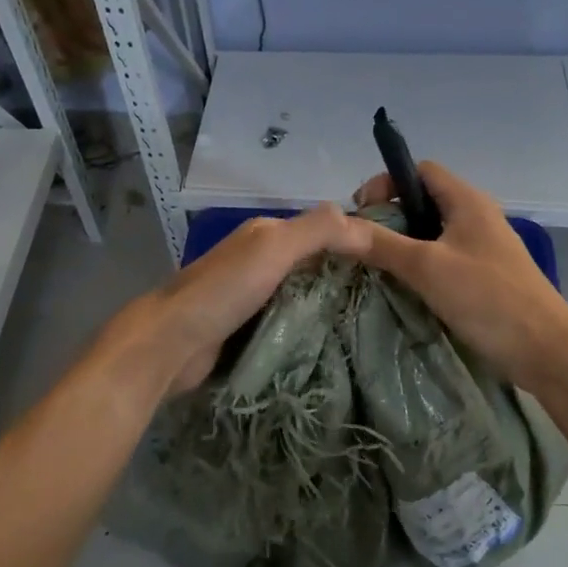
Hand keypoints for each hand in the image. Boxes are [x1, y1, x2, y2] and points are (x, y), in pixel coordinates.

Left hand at [92, 205, 367, 401]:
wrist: (171, 344)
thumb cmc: (224, 290)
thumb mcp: (274, 248)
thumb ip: (317, 230)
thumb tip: (362, 222)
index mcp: (266, 233)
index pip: (322, 228)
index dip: (355, 239)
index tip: (396, 261)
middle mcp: (260, 258)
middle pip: (314, 262)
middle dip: (347, 275)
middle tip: (394, 297)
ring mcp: (253, 295)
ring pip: (304, 293)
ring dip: (331, 303)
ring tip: (375, 321)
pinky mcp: (249, 328)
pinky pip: (290, 320)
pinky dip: (311, 326)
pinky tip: (337, 341)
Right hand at [340, 161, 567, 387]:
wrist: (547, 352)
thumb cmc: (489, 298)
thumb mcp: (428, 267)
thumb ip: (382, 244)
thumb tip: (336, 227)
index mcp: (467, 201)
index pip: (419, 171)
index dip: (387, 183)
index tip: (360, 213)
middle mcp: (475, 216)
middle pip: (422, 201)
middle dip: (389, 218)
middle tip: (362, 244)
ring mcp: (481, 248)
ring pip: (430, 233)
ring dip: (402, 245)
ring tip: (375, 267)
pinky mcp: (482, 276)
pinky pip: (442, 259)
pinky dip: (419, 267)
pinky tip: (402, 288)